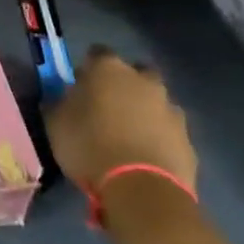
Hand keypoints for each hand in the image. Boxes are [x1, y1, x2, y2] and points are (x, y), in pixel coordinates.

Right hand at [43, 46, 197, 199]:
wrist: (142, 190)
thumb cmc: (90, 146)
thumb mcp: (55, 124)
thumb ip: (58, 104)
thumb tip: (60, 99)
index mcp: (108, 68)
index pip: (96, 53)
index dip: (88, 68)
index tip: (80, 86)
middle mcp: (143, 80)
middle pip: (134, 72)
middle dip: (124, 85)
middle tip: (108, 108)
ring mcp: (170, 109)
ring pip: (156, 101)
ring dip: (145, 112)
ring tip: (129, 137)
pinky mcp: (187, 139)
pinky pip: (169, 131)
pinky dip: (159, 138)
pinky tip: (146, 157)